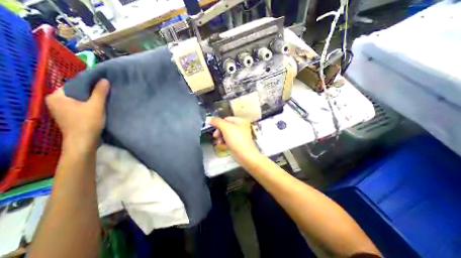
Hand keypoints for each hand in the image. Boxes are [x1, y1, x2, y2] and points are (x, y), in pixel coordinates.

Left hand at [45, 80, 109, 150]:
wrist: (83, 142)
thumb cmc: (87, 123)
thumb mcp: (96, 106)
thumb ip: (100, 92)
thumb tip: (105, 79)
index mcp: (57, 96)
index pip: (75, 84)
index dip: (90, 83)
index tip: (104, 84)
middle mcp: (56, 101)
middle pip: (78, 92)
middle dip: (92, 92)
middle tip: (107, 91)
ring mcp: (62, 109)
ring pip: (80, 99)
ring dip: (92, 99)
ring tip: (105, 98)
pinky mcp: (69, 116)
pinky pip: (81, 106)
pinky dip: (90, 105)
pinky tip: (100, 106)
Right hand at [209, 117, 258, 160]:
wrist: (245, 155)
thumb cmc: (237, 140)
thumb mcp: (226, 128)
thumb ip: (217, 122)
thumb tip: (208, 118)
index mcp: (241, 120)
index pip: (226, 119)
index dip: (219, 124)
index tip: (214, 130)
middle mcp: (241, 126)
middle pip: (225, 126)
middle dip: (219, 132)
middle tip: (216, 137)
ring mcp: (240, 135)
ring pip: (226, 133)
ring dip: (221, 138)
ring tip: (220, 143)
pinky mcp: (238, 142)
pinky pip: (229, 139)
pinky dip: (225, 142)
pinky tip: (223, 145)